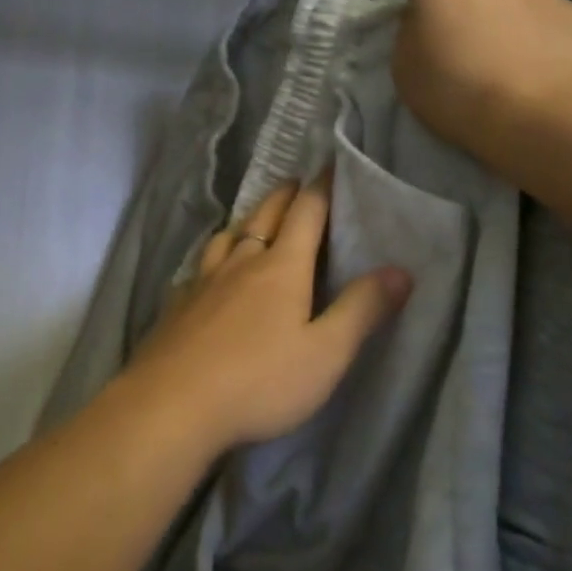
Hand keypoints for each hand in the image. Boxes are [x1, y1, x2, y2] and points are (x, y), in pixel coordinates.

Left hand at [122, 176, 410, 458]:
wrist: (171, 404)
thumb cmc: (258, 380)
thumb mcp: (325, 353)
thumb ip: (362, 310)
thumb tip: (400, 270)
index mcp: (281, 267)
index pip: (306, 214)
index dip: (321, 188)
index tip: (331, 166)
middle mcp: (240, 262)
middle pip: (264, 215)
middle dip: (284, 195)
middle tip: (296, 182)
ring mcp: (203, 280)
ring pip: (228, 236)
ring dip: (247, 219)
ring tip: (254, 218)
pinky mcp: (178, 303)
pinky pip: (201, 264)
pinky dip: (215, 254)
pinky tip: (210, 270)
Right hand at [392, 0, 571, 164]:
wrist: (536, 115)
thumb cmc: (455, 91)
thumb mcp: (403, 68)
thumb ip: (410, 33)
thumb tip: (425, 23)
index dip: (425, 9)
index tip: (429, 40)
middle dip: (467, 8)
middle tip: (466, 52)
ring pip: (509, 0)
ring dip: (502, 22)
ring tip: (505, 67)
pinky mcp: (571, 11)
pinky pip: (542, 20)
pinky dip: (535, 38)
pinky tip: (534, 72)